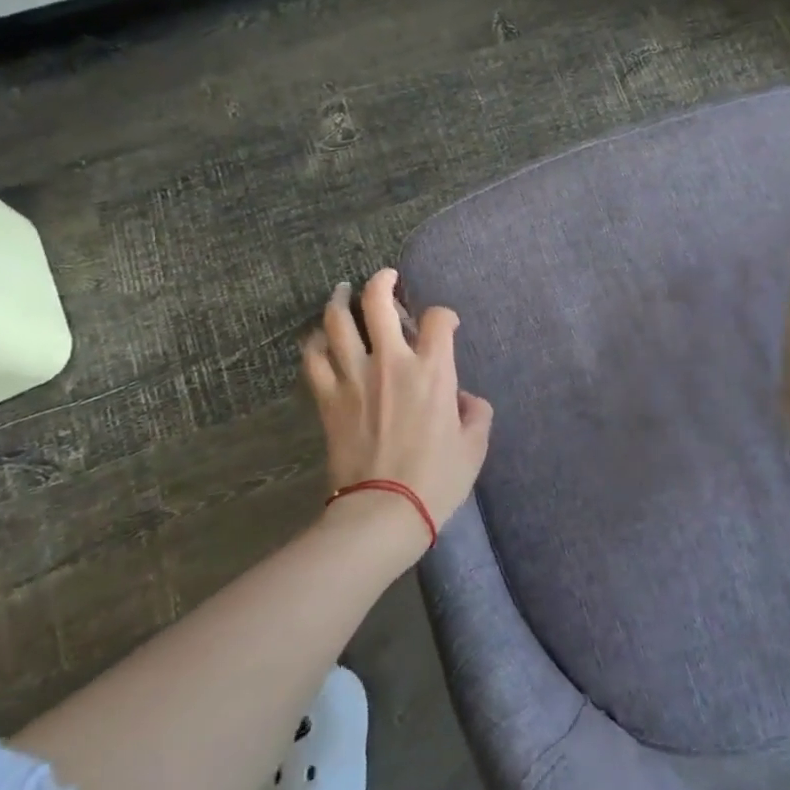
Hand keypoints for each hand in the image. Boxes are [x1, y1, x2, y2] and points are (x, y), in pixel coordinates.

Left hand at [302, 269, 493, 550]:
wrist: (383, 511)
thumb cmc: (437, 479)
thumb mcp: (475, 446)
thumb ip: (476, 413)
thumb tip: (463, 399)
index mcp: (433, 371)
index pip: (438, 319)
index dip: (444, 316)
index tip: (445, 325)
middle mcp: (391, 362)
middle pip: (378, 302)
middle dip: (382, 281)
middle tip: (386, 277)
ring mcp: (354, 377)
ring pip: (337, 322)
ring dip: (340, 301)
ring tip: (343, 292)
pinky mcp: (328, 398)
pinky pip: (313, 359)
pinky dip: (314, 343)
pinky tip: (319, 339)